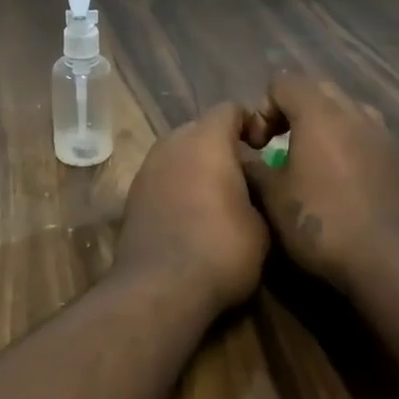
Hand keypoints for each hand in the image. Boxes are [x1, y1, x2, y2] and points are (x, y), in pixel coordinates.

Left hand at [117, 103, 269, 315]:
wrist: (160, 289)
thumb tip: (252, 187)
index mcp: (206, 139)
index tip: (266, 148)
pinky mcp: (133, 196)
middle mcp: (172, 143)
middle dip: (223, 145)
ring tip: (219, 197)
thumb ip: (258, 191)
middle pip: (201, 129)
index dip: (251, 123)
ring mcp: (147, 169)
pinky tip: (193, 216)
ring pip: (179, 153)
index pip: (230, 109)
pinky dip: (179, 186)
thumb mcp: (262, 223)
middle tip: (245, 174)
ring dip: (198, 166)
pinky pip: (164, 177)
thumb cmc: (220, 249)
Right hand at [241, 74, 398, 288]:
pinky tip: (340, 178)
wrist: (389, 259)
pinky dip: (346, 142)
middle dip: (292, 109)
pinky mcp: (397, 156)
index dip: (263, 107)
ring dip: (323, 123)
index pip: (283, 82)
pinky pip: (364, 133)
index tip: (258, 144)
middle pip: (316, 89)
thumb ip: (251, 167)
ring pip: (345, 109)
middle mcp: (353, 111)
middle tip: (278, 144)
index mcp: (319, 112)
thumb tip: (241, 154)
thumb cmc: (322, 222)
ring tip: (311, 158)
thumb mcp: (272, 197)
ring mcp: (381, 132)